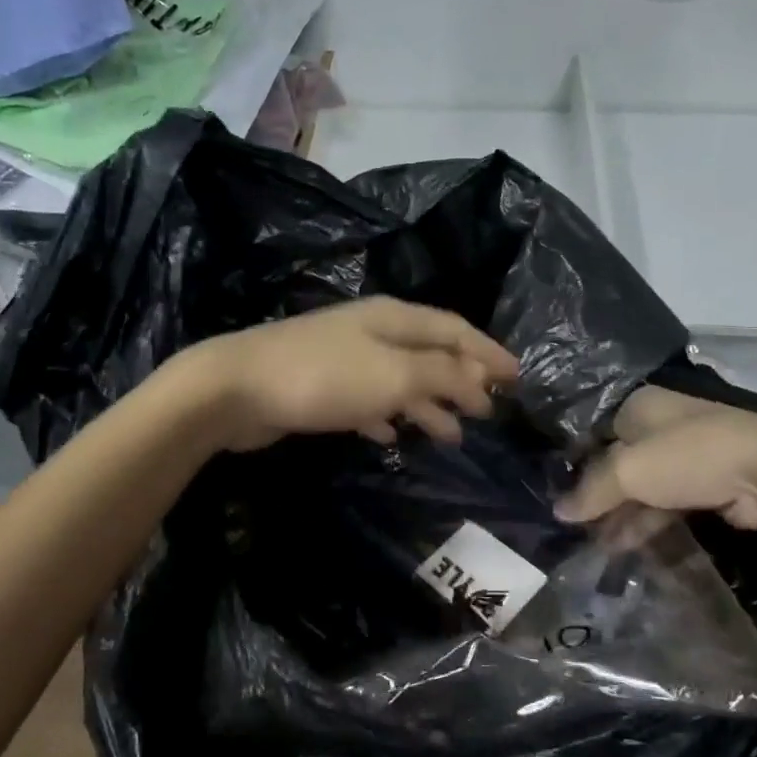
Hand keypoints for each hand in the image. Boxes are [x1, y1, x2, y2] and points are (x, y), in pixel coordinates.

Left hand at [175, 297, 520, 450]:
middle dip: (461, 380)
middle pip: (430, 353)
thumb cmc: (325, 377)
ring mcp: (345, 359)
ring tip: (452, 436)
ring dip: (428, 405)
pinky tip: (391, 437)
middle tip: (489, 411)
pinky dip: (387, 417)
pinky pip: (369, 401)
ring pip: (401, 381)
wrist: (239, 389)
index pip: (455, 330)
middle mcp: (373, 332)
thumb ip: (443, 374)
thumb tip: (479, 379)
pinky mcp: (323, 388)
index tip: (518, 377)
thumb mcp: (395, 374)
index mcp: (395, 319)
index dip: (488, 352)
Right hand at [556, 387, 756, 529]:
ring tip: (591, 546)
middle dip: (595, 494)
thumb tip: (558, 512)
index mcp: (637, 406)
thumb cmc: (688, 456)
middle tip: (570, 525)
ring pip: (639, 487)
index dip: (572, 460)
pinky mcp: (704, 485)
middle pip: (614, 461)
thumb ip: (591, 491)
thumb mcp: (628, 471)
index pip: (592, 431)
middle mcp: (658, 425)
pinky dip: (643, 524)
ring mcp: (683, 457)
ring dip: (618, 515)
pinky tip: (622, 547)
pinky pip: (663, 505)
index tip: (552, 491)